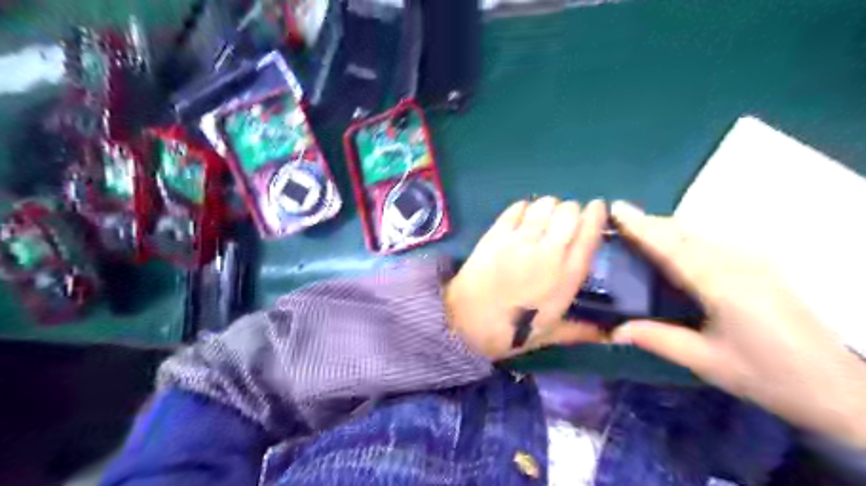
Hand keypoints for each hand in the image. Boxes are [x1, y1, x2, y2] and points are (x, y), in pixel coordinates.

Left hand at [442, 197, 604, 360]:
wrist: (467, 324)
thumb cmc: (512, 332)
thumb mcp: (552, 333)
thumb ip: (583, 330)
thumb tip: (611, 335)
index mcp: (566, 276)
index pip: (590, 232)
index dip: (597, 214)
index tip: (597, 208)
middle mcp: (547, 252)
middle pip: (569, 211)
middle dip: (571, 210)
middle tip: (564, 220)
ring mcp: (519, 241)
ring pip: (544, 205)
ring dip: (548, 207)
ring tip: (543, 217)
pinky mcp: (496, 235)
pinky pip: (516, 208)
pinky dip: (523, 208)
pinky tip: (522, 216)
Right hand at [608, 200, 865, 448]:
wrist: (835, 386)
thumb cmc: (767, 375)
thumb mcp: (706, 362)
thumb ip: (657, 339)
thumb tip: (614, 330)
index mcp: (723, 287)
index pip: (673, 248)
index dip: (642, 227)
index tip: (616, 208)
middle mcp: (738, 264)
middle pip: (685, 233)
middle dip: (649, 223)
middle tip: (618, 220)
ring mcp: (753, 262)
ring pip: (700, 234)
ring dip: (666, 228)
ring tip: (637, 230)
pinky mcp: (759, 266)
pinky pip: (712, 242)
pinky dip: (685, 237)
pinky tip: (673, 245)